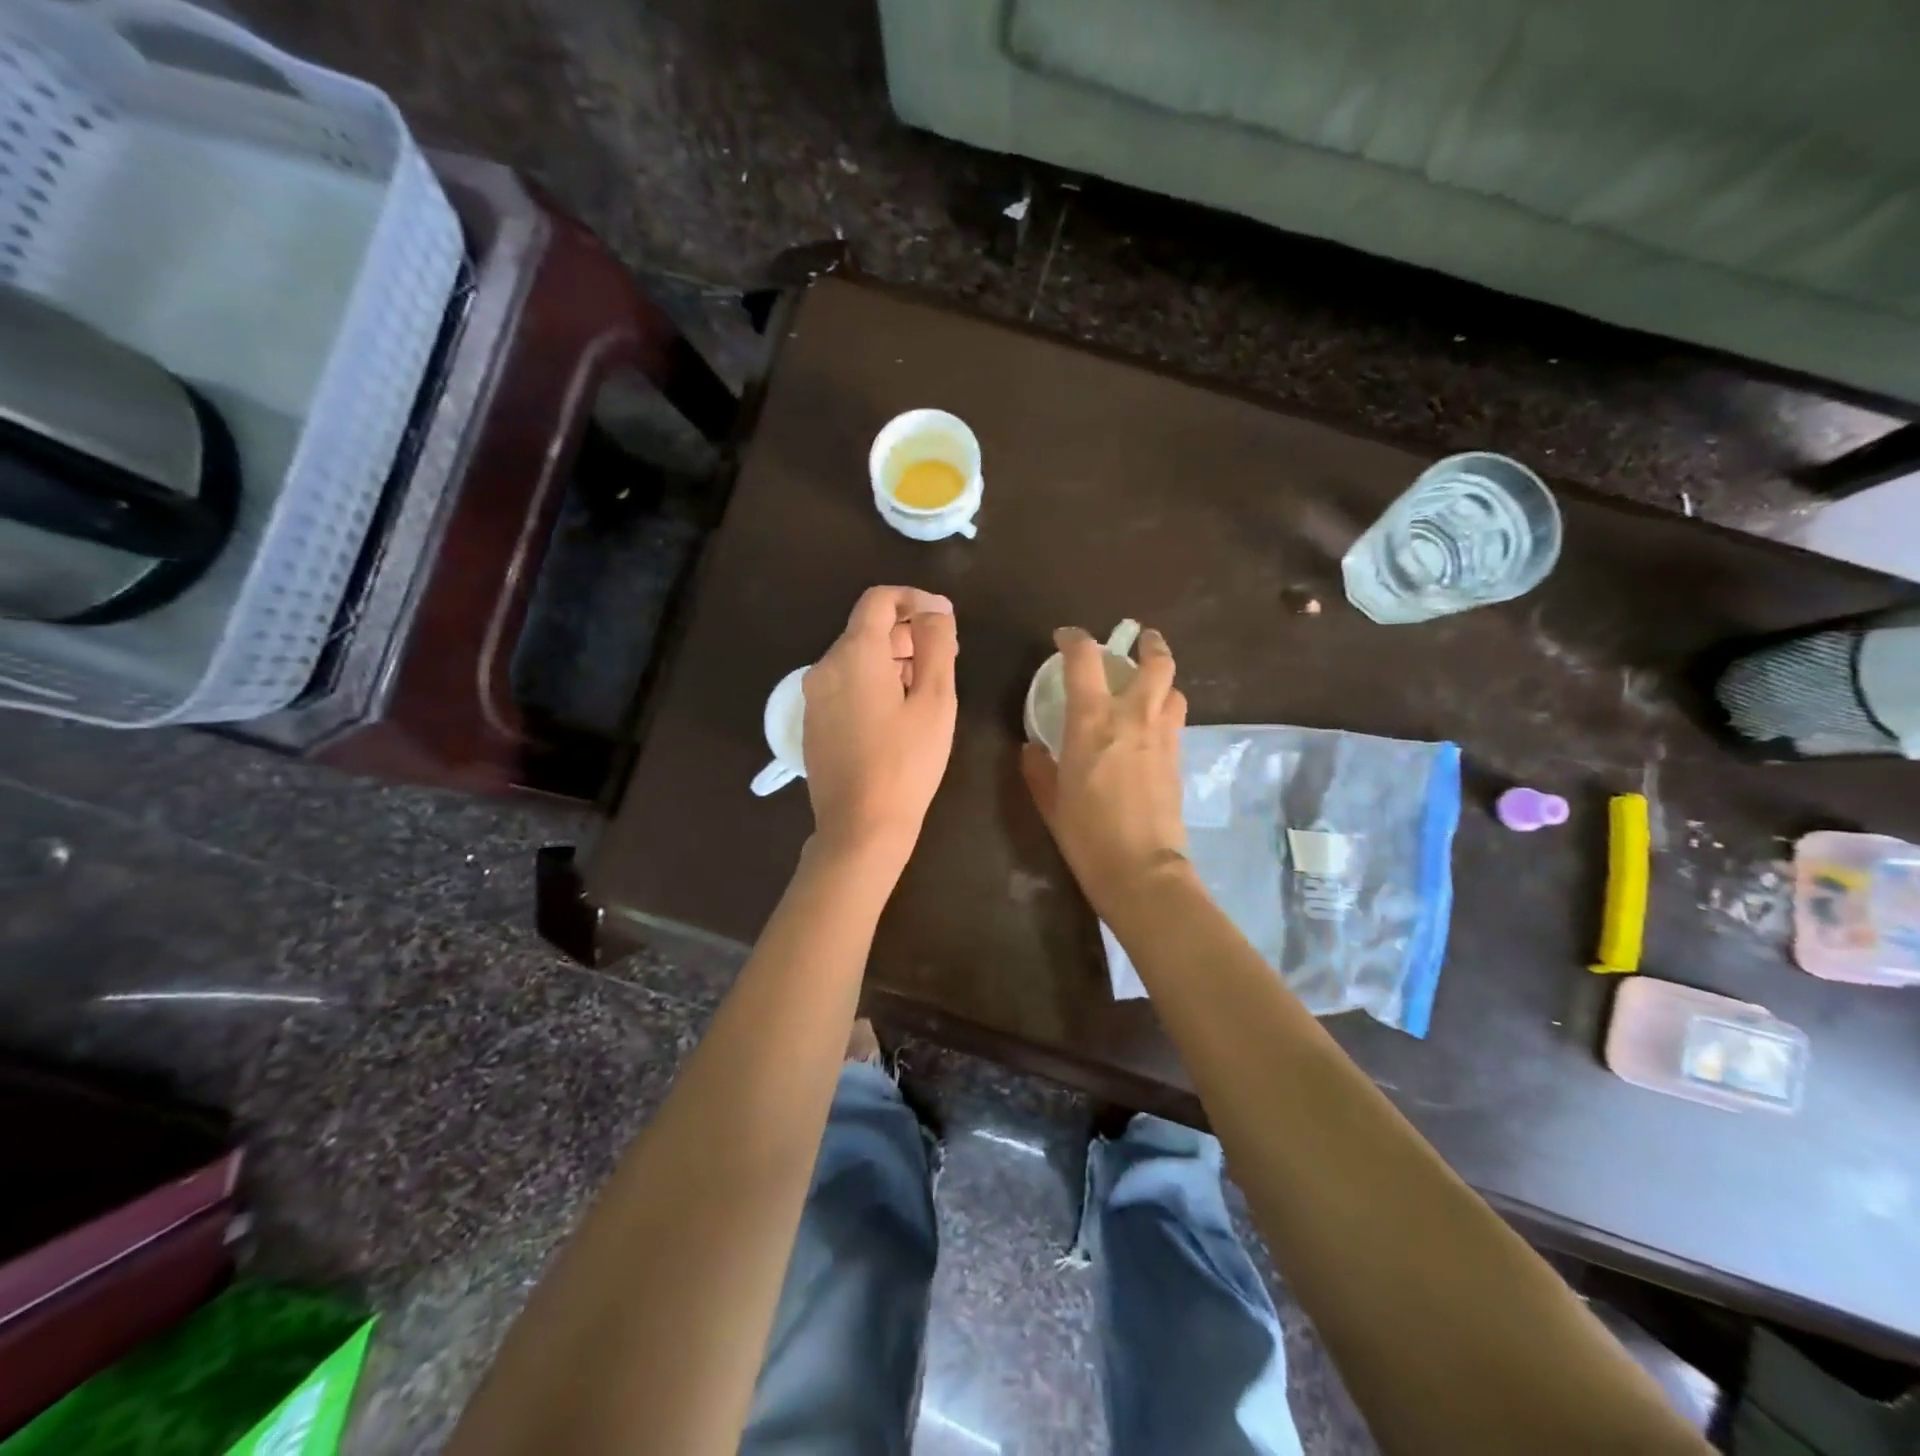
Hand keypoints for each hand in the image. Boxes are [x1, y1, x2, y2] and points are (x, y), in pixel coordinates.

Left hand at [803, 585, 958, 867]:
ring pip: (856, 658)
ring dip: (892, 660)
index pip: (879, 600)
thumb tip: (935, 609)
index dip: (914, 599)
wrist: (860, 827)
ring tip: (926, 689)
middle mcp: (825, 666)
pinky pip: (845, 685)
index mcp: (855, 654)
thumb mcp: (935, 701)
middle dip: (908, 634)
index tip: (944, 619)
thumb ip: (936, 645)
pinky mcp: (814, 722)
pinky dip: (872, 683)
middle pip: (867, 629)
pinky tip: (897, 715)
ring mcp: (814, 696)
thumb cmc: (907, 763)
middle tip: (946, 659)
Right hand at [1022, 625, 1187, 911]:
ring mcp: (1162, 735)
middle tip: (1139, 641)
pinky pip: (1176, 719)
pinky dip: (1165, 710)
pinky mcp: (1179, 757)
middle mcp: (1133, 716)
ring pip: (1174, 688)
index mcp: (1093, 719)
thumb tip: (1032, 747)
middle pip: (1155, 662)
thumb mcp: (1050, 799)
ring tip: (1148, 686)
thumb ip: (1038, 767)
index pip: (1085, 658)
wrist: (1140, 867)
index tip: (1064, 638)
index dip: (1074, 638)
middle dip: (1149, 644)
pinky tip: (1151, 726)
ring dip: (1162, 679)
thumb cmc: (1086, 832)